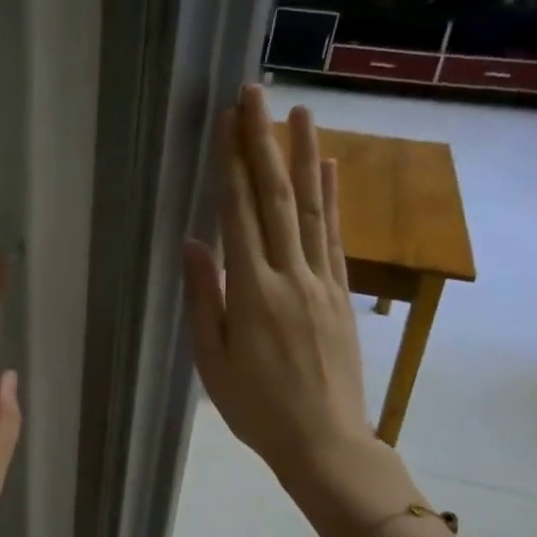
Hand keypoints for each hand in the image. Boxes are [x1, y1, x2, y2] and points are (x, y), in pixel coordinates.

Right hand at [182, 85, 408, 522]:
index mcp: (252, 294)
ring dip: (305, 156)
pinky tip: (330, 169)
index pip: (240, 215)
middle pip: (278, 198)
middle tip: (257, 94)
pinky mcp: (342, 295)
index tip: (227, 122)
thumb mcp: (212, 361)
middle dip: (264, 143)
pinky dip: (333, 199)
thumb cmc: (257, 408)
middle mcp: (291, 276)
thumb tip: (194, 243)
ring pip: (313, 209)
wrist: (325, 442)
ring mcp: (323, 282)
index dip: (232, 165)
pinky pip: (335, 237)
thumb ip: (204, 299)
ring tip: (301, 112)